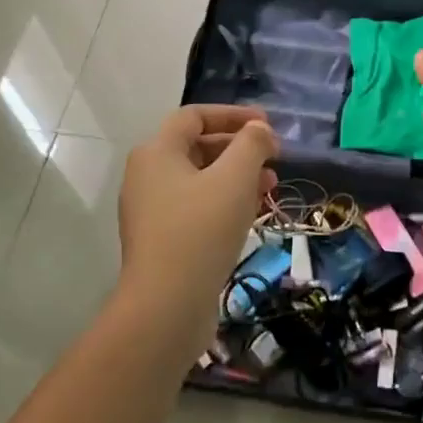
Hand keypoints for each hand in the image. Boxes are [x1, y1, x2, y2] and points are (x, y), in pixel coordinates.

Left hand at [119, 105, 277, 343]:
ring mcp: (153, 211)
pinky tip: (254, 213)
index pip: (195, 116)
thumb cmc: (201, 230)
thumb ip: (252, 144)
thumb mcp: (235, 177)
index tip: (267, 124)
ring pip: (201, 180)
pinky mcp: (163, 241)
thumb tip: (259, 130)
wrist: (167, 307)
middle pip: (198, 147)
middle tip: (274, 156)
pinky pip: (198, 208)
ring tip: (271, 186)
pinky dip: (226, 202)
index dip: (233, 115)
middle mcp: (148, 176)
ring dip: (238, 176)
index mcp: (157, 152)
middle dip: (240, 147)